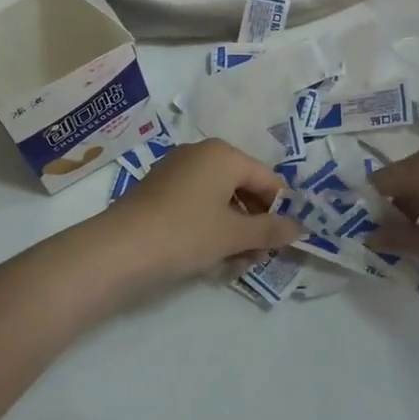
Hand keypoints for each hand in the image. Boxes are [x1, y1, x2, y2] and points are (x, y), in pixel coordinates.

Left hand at [90, 139, 303, 290]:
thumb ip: (270, 230)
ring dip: (233, 232)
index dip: (280, 211)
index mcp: (223, 154)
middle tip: (257, 258)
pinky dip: (208, 229)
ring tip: (234, 265)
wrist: (119, 249)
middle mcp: (200, 154)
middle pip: (243, 188)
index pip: (267, 179)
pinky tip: (208, 259)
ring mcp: (176, 172)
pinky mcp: (158, 192)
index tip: (283, 243)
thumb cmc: (185, 233)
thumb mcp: (234, 235)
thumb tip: (299, 228)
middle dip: (254, 225)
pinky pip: (196, 206)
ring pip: (219, 201)